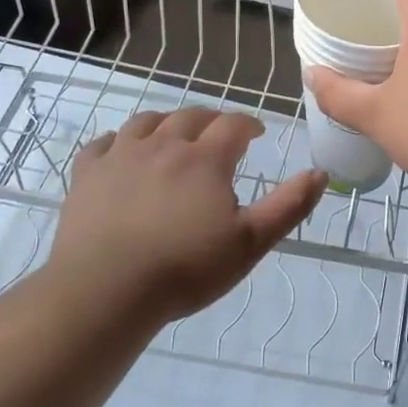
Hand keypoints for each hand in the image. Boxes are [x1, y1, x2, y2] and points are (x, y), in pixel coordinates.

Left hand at [48, 108, 326, 323]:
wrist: (106, 290)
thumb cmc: (186, 268)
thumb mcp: (250, 243)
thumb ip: (288, 206)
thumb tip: (320, 173)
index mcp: (205, 159)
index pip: (233, 125)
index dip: (248, 124)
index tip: (256, 134)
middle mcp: (164, 145)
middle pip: (190, 117)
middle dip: (210, 120)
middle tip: (219, 133)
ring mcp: (121, 156)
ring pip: (146, 122)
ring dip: (166, 122)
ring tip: (174, 134)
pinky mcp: (87, 174)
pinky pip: (103, 143)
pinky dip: (118, 141)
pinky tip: (122, 152)